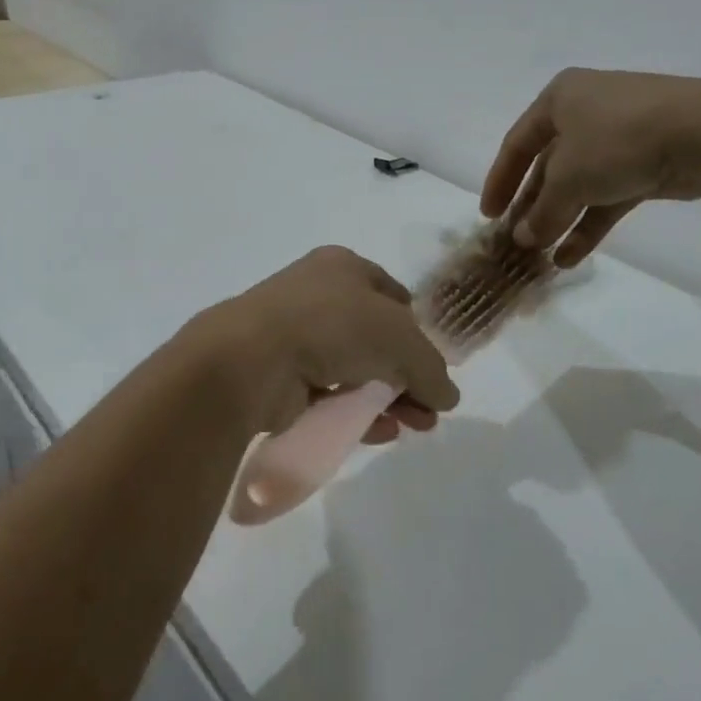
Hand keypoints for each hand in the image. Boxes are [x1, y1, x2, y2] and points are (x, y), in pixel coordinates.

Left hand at [196, 247, 459, 444]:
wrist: (252, 359)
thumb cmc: (334, 326)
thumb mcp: (401, 340)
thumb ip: (431, 369)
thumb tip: (448, 398)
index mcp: (343, 267)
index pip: (392, 296)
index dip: (417, 329)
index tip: (433, 365)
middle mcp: (317, 296)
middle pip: (376, 338)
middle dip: (408, 375)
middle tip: (429, 410)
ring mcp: (295, 336)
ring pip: (353, 368)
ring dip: (387, 398)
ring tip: (415, 427)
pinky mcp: (279, 375)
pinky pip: (327, 394)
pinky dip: (354, 412)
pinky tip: (379, 433)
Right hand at [480, 68, 700, 266]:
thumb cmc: (617, 139)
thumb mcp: (568, 178)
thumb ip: (542, 212)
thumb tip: (523, 239)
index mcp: (560, 99)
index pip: (517, 144)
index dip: (499, 181)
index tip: (489, 216)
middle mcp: (586, 113)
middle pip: (548, 166)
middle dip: (532, 206)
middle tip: (515, 240)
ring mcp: (618, 139)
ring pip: (578, 185)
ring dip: (559, 220)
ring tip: (540, 256)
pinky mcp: (645, 163)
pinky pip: (607, 197)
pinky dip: (588, 225)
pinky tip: (570, 257)